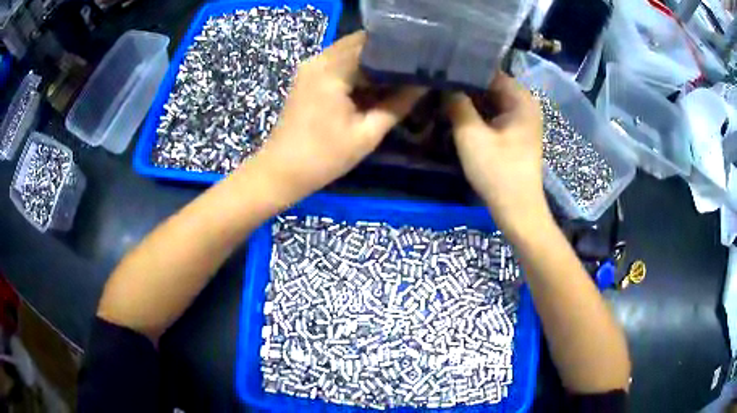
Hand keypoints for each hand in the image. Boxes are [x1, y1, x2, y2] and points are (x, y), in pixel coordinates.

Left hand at [247, 31, 423, 201]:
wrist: (282, 171)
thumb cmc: (324, 157)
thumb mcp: (367, 134)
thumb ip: (397, 105)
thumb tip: (422, 85)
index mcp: (332, 69)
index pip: (371, 42)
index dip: (398, 46)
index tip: (420, 55)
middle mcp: (319, 59)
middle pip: (359, 42)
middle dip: (387, 51)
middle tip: (414, 65)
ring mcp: (310, 66)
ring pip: (349, 51)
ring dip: (372, 60)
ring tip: (400, 72)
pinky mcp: (308, 76)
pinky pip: (338, 62)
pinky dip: (357, 68)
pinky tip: (375, 82)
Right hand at [448, 73, 547, 231]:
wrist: (517, 210)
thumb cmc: (498, 172)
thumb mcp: (471, 135)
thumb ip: (456, 103)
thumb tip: (443, 82)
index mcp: (521, 98)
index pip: (488, 70)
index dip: (462, 68)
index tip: (438, 67)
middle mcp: (524, 103)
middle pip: (489, 84)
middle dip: (463, 84)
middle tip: (434, 82)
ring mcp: (521, 119)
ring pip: (489, 100)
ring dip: (467, 99)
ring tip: (439, 94)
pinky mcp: (515, 132)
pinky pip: (492, 114)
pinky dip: (476, 113)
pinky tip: (454, 112)